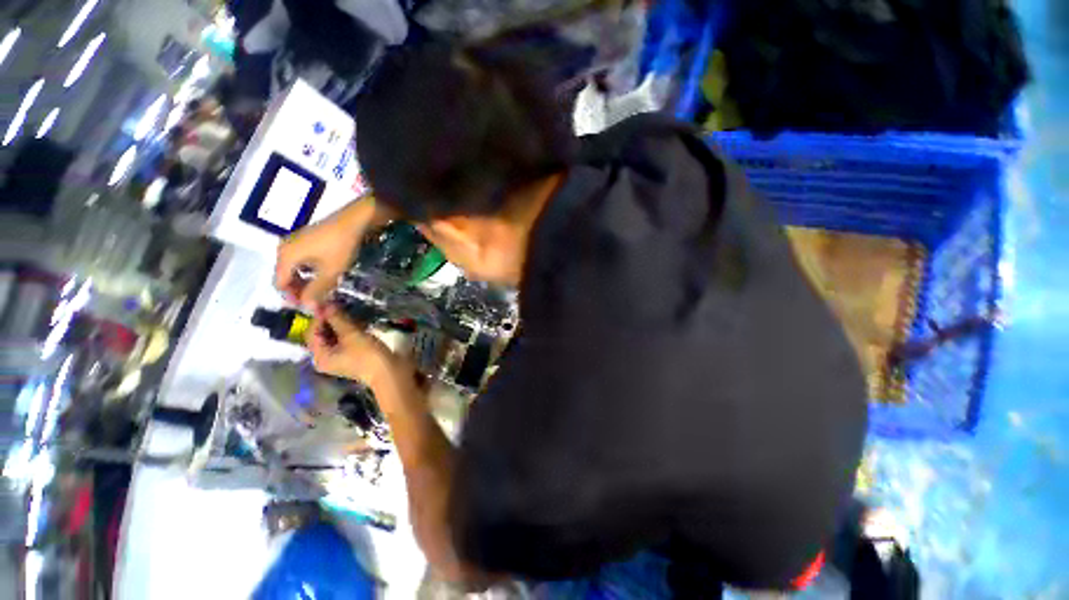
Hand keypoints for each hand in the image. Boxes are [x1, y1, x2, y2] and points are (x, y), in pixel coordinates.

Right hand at [275, 200, 376, 308]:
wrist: (353, 219)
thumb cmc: (340, 246)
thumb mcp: (330, 271)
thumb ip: (317, 290)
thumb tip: (307, 308)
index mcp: (285, 256)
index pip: (280, 284)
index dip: (293, 298)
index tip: (310, 307)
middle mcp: (284, 248)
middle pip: (285, 276)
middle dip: (300, 291)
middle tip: (317, 301)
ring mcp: (295, 242)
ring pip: (295, 268)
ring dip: (306, 282)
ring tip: (322, 291)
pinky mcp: (307, 239)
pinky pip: (302, 260)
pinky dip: (310, 271)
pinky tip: (324, 276)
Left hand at [306, 304, 412, 391]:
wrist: (391, 372)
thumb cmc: (368, 355)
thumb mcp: (352, 335)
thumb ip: (338, 318)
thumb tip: (326, 303)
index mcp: (320, 356)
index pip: (312, 332)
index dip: (320, 316)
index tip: (330, 302)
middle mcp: (327, 357)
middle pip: (323, 334)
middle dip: (331, 319)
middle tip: (341, 305)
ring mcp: (341, 357)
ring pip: (336, 335)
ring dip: (342, 323)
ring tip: (351, 311)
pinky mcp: (355, 354)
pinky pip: (347, 339)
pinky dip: (350, 329)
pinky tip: (359, 321)